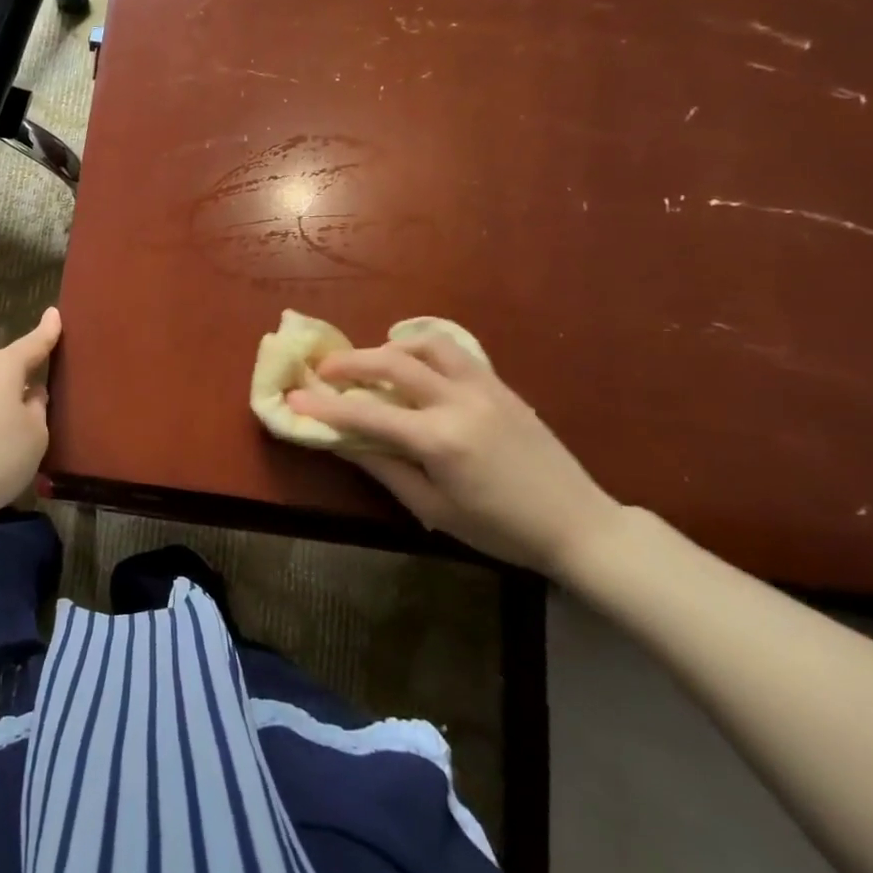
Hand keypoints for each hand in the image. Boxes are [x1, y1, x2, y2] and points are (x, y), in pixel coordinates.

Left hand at [0, 307, 62, 522]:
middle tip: (48, 393)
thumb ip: (38, 408)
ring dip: (7, 398)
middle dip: (27, 374)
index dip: (48, 331)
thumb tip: (30, 394)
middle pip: (9, 365)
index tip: (55, 313)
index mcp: (2, 366)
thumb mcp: (35, 436)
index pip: (33, 343)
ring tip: (23, 426)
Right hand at [288, 334, 624, 575]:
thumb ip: (384, 468)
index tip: (293, 398)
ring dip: (390, 347)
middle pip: (392, 362)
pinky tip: (414, 367)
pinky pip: (456, 352)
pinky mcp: (501, 386)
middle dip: (349, 362)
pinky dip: (424, 350)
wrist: (579, 525)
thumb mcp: (433, 507)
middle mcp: (459, 402)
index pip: (366, 413)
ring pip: (427, 343)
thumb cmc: (500, 529)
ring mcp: (484, 387)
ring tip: (372, 365)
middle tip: (323, 371)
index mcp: (439, 439)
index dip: (324, 405)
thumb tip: (342, 441)